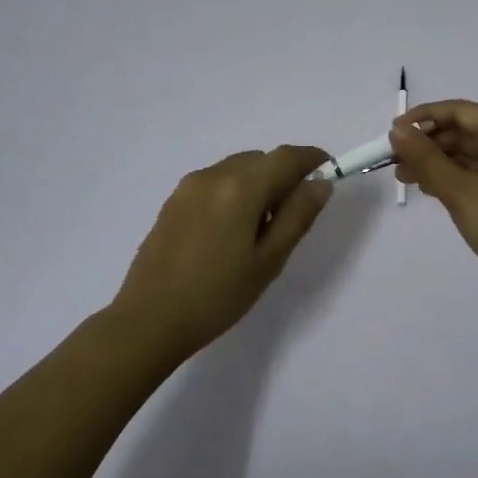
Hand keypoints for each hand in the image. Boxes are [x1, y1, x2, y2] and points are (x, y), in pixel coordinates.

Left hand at [109, 145, 334, 358]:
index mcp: (239, 187)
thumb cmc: (217, 296)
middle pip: (260, 160)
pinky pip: (215, 183)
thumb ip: (297, 216)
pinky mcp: (172, 202)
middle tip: (294, 214)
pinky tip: (231, 232)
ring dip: (258, 184)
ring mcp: (187, 187)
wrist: (148, 320)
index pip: (286, 157)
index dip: (312, 159)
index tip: (329, 174)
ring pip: (236, 170)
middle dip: (284, 175)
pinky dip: (234, 192)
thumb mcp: (268, 261)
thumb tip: (320, 184)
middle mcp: (212, 175)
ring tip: (260, 229)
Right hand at [389, 101, 477, 303]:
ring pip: (475, 154)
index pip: (461, 110)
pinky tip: (434, 190)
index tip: (394, 132)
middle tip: (395, 161)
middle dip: (429, 143)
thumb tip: (398, 132)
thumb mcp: (459, 191)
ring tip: (406, 179)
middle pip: (468, 131)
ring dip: (440, 162)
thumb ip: (426, 158)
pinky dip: (458, 176)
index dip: (424, 117)